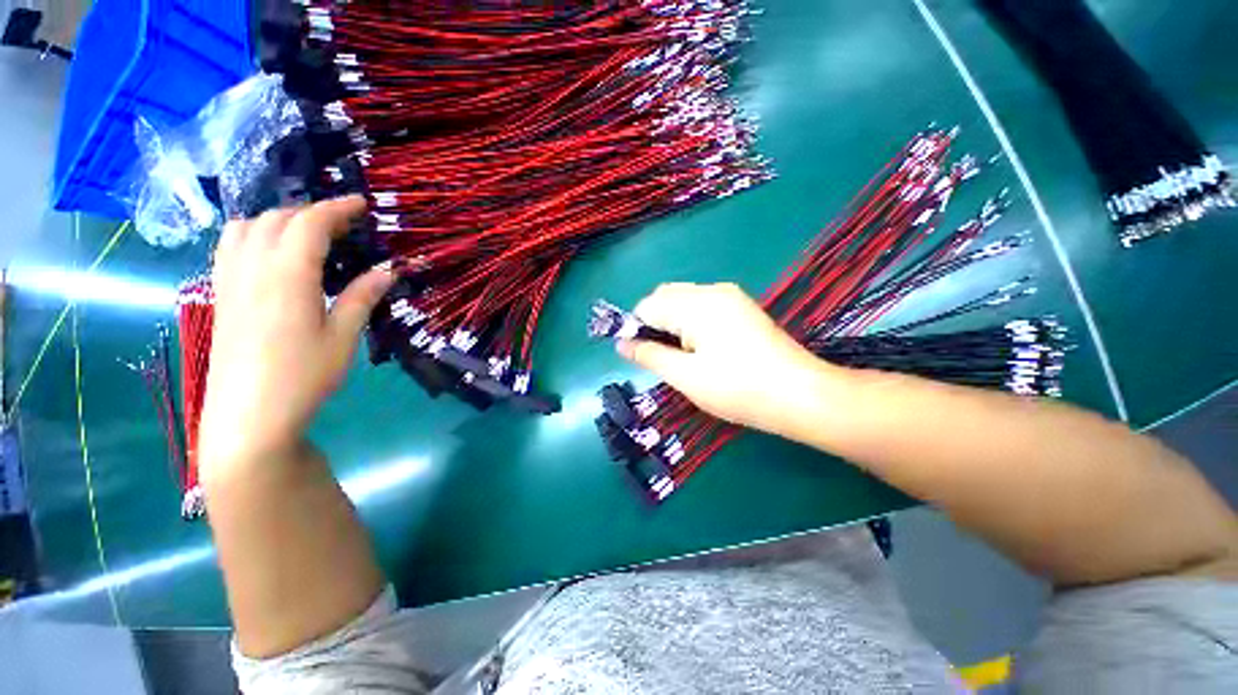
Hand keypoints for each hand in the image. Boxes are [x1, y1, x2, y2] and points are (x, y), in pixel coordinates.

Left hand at [199, 196, 395, 479]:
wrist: (248, 416)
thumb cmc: (303, 376)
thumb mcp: (343, 337)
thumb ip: (362, 296)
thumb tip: (388, 268)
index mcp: (286, 275)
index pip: (309, 223)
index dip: (337, 208)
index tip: (362, 203)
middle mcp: (251, 267)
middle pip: (277, 218)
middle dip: (312, 212)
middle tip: (344, 226)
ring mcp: (229, 279)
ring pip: (247, 226)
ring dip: (279, 219)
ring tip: (307, 235)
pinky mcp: (220, 294)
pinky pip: (231, 246)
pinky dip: (255, 234)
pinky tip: (273, 254)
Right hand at [617, 282, 837, 435]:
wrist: (802, 395)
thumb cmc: (738, 389)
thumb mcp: (686, 376)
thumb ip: (649, 356)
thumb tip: (621, 344)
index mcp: (696, 304)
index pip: (648, 305)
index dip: (635, 329)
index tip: (640, 356)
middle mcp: (712, 291)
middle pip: (665, 297)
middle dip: (654, 324)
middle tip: (662, 358)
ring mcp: (730, 297)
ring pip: (684, 301)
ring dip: (672, 323)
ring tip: (682, 356)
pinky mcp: (742, 308)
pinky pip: (703, 306)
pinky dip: (691, 323)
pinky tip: (701, 348)